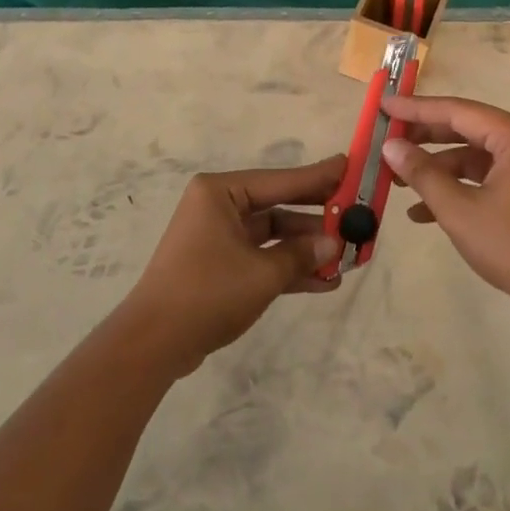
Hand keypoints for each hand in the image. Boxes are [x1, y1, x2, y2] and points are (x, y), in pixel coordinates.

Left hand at [119, 157, 344, 376]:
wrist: (153, 344)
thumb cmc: (207, 293)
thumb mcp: (262, 273)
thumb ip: (301, 255)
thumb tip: (334, 244)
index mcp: (220, 192)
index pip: (280, 180)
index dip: (318, 177)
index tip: (351, 166)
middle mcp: (218, 207)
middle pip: (278, 206)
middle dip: (316, 218)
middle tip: (356, 215)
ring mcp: (218, 237)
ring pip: (273, 235)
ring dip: (306, 249)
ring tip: (348, 257)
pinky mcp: (219, 265)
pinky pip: (261, 257)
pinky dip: (288, 267)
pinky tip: (324, 281)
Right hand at [379, 95, 509, 320]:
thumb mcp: (459, 210)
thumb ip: (423, 174)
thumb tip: (391, 147)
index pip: (455, 110)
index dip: (415, 108)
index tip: (383, 106)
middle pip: (463, 128)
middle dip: (422, 137)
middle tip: (385, 139)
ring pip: (470, 155)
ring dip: (435, 167)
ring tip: (396, 180)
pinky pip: (482, 177)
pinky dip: (454, 188)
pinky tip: (421, 212)